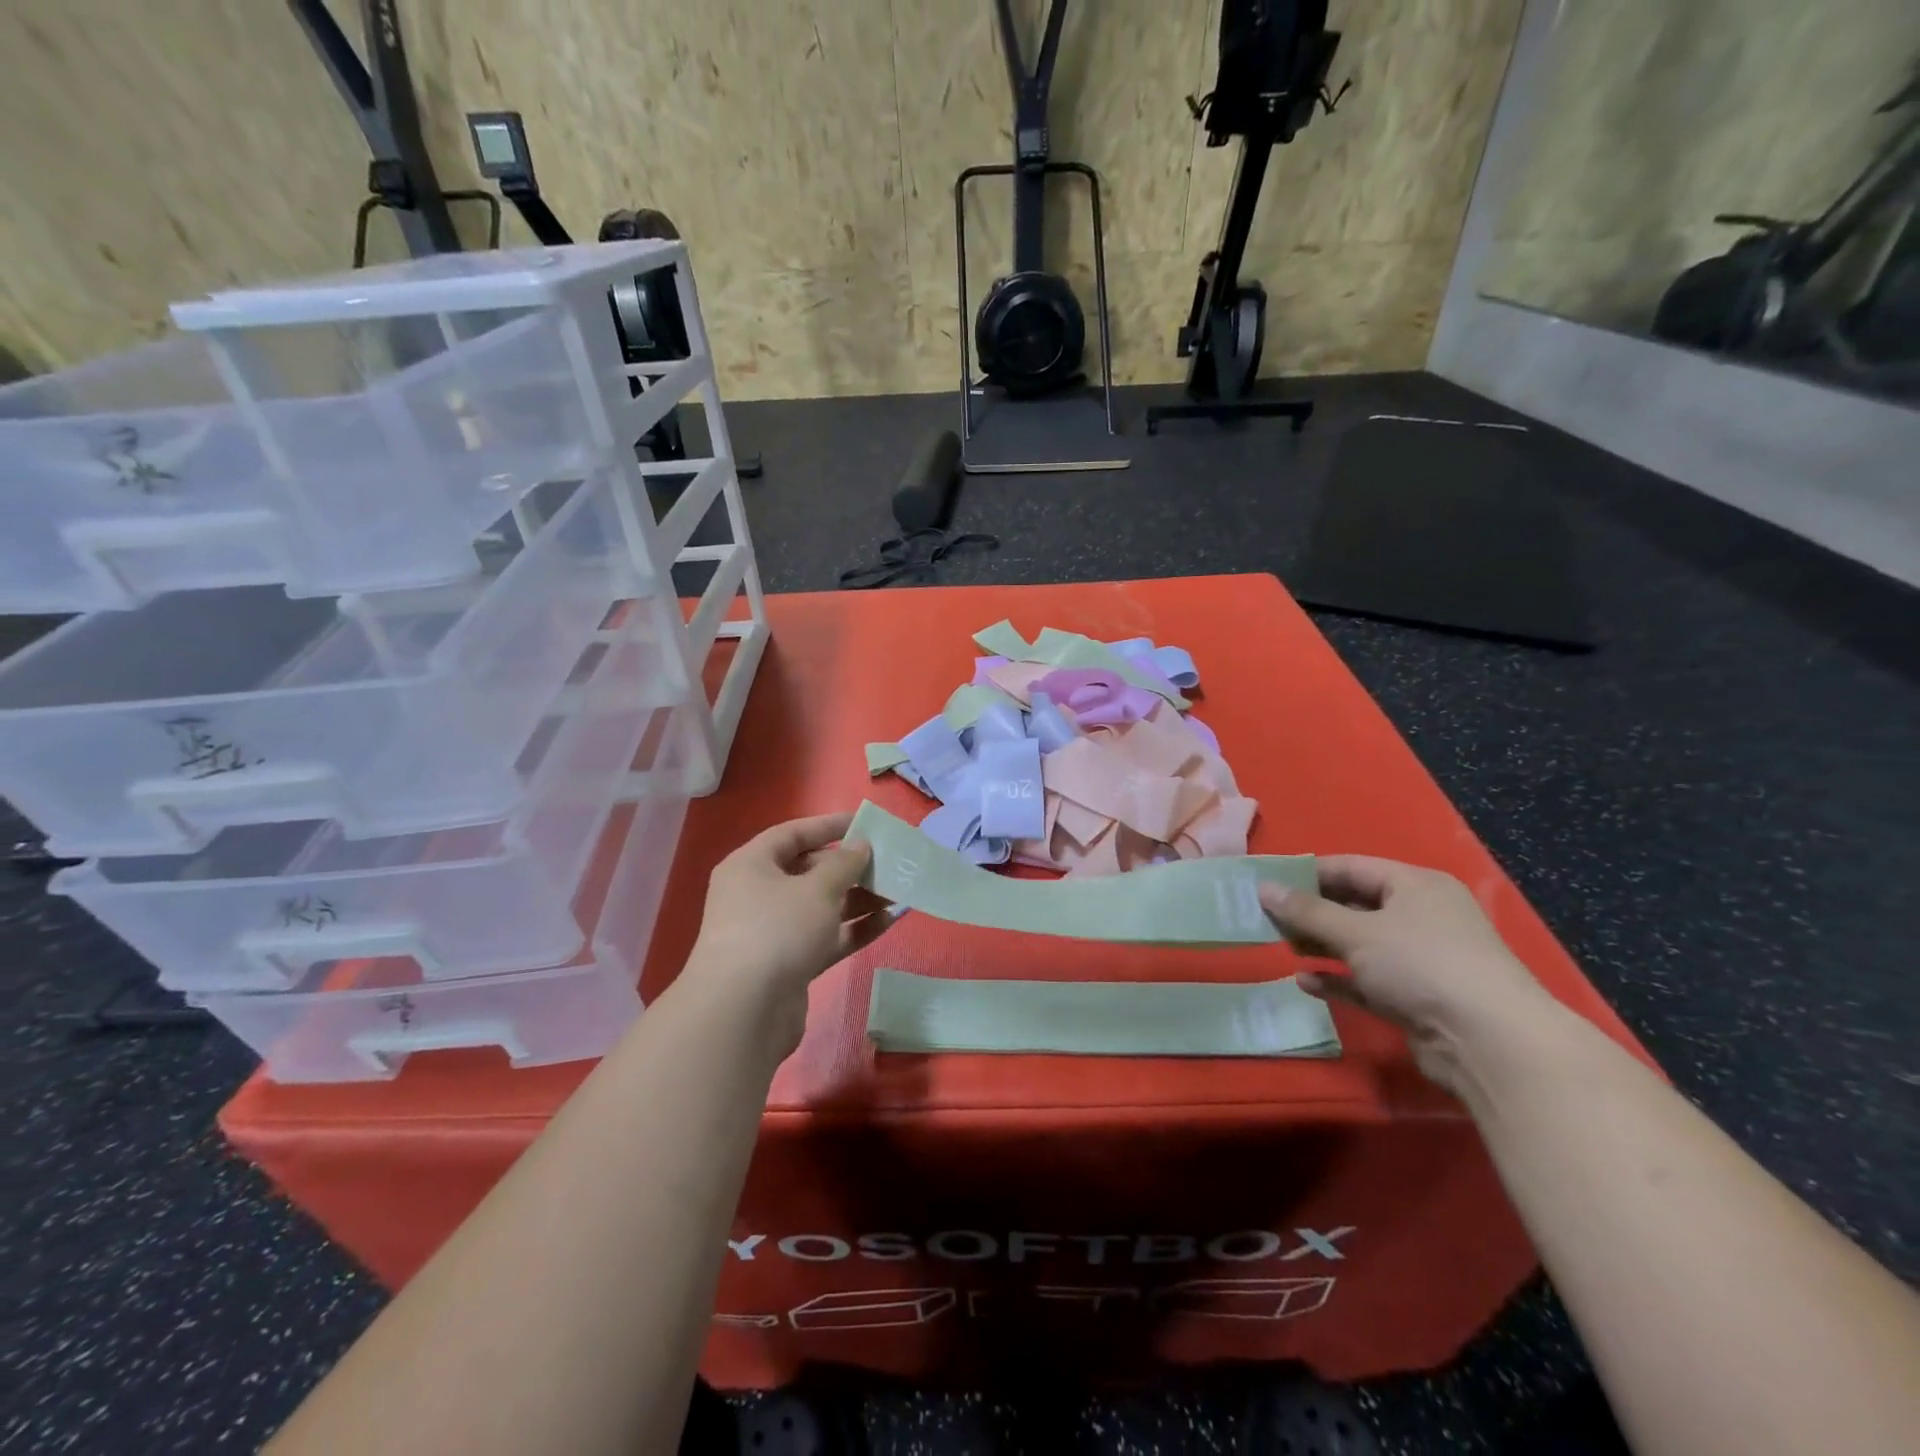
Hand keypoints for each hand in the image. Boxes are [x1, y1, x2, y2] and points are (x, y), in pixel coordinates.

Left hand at [685, 813, 893, 1033]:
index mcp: (751, 865)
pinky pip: (827, 937)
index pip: (792, 834)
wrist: (743, 1013)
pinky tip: (891, 920)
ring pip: (822, 906)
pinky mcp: (790, 965)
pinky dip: (855, 928)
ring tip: (899, 890)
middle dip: (850, 867)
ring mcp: (774, 932)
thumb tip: (860, 845)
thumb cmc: (777, 930)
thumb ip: (844, 864)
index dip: (828, 826)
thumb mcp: (816, 889)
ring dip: (859, 899)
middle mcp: (758, 894)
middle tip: (888, 862)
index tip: (864, 823)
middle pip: (809, 871)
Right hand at [1259, 856, 1556, 1091]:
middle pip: (1353, 905)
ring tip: (1283, 947)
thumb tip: (1262, 888)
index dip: (1307, 873)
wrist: (1490, 1043)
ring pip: (1359, 943)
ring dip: (1322, 945)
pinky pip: (1367, 980)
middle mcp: (1420, 916)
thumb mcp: (1357, 932)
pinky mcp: (1416, 998)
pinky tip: (1306, 982)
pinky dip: (1338, 979)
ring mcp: (1421, 959)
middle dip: (1311, 912)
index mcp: (1415, 885)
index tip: (1267, 882)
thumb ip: (1307, 911)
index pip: (1351, 867)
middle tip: (1267, 918)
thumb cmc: (1422, 965)